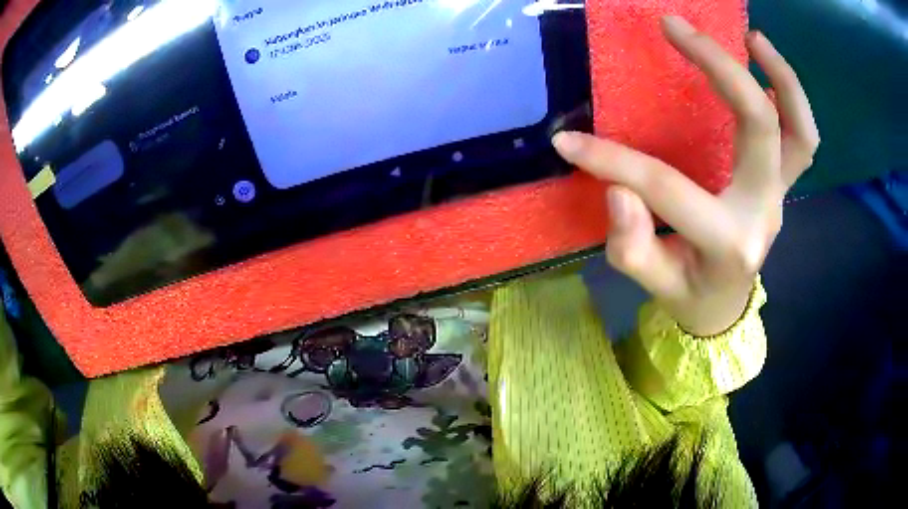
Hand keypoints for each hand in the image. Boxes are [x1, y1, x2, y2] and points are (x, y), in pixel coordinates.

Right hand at [552, 16, 818, 335]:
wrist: (725, 308)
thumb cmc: (690, 296)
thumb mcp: (654, 285)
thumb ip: (632, 245)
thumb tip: (619, 189)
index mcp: (728, 243)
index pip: (668, 188)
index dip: (614, 161)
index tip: (568, 141)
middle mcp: (763, 210)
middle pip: (759, 126)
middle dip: (720, 67)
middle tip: (675, 27)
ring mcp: (779, 194)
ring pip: (800, 132)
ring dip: (781, 77)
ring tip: (752, 38)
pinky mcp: (781, 184)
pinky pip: (801, 138)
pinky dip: (791, 98)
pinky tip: (765, 65)